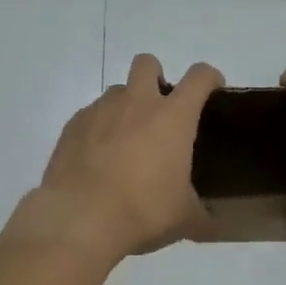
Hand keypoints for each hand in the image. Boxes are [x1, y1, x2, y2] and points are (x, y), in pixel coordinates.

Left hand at [14, 54, 224, 263]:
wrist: (80, 217)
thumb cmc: (143, 210)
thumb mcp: (183, 217)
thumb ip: (201, 213)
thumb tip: (209, 222)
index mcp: (173, 117)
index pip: (199, 77)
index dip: (210, 78)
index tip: (212, 91)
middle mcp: (137, 103)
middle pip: (147, 63)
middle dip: (156, 77)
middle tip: (160, 111)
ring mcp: (101, 110)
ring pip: (117, 91)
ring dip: (126, 105)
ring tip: (127, 141)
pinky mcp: (73, 125)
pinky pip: (91, 115)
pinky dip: (99, 128)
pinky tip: (99, 158)